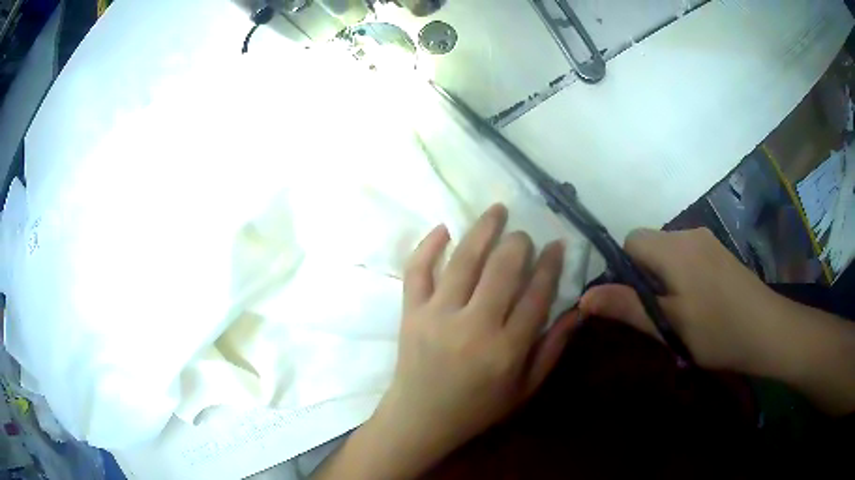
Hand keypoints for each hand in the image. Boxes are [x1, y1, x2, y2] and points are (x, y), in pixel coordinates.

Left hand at [372, 204, 577, 471]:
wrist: (420, 418)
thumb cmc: (478, 408)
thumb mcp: (525, 389)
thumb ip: (552, 349)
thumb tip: (577, 310)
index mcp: (506, 351)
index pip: (537, 294)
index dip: (550, 264)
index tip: (556, 244)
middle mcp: (473, 328)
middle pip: (502, 269)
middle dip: (518, 243)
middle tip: (523, 234)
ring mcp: (437, 316)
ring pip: (463, 260)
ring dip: (483, 230)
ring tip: (496, 210)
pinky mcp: (410, 312)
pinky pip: (417, 269)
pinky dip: (429, 244)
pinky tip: (445, 228)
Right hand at [580, 228, 784, 373]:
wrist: (768, 330)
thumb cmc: (718, 332)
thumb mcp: (669, 326)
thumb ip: (627, 308)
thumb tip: (584, 297)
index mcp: (675, 249)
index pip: (631, 241)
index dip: (624, 268)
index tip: (634, 302)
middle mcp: (690, 234)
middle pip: (650, 245)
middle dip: (644, 276)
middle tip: (657, 314)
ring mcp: (708, 241)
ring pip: (669, 252)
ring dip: (664, 277)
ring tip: (679, 313)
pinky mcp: (719, 251)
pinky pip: (688, 255)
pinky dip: (682, 275)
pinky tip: (698, 303)